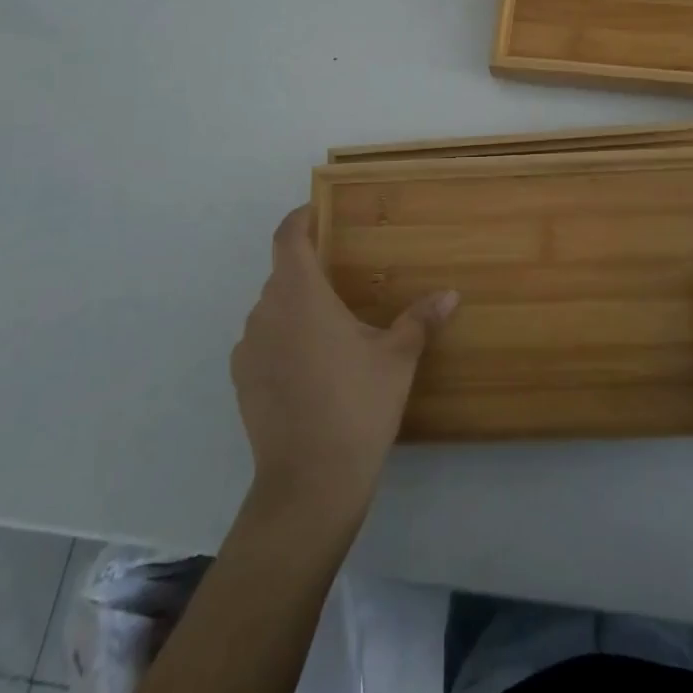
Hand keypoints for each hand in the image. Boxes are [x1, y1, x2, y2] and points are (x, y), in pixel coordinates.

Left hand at [231, 206, 457, 524]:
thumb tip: (451, 294)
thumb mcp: (397, 359)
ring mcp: (248, 348)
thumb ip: (420, 319)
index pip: (287, 238)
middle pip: (282, 274)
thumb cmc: (357, 405)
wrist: (310, 482)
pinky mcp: (242, 379)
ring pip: (272, 309)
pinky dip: (283, 337)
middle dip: (309, 268)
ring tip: (332, 324)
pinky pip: (263, 340)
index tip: (316, 210)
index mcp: (300, 296)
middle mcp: (266, 312)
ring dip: (296, 306)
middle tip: (344, 275)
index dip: (299, 219)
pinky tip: (312, 364)